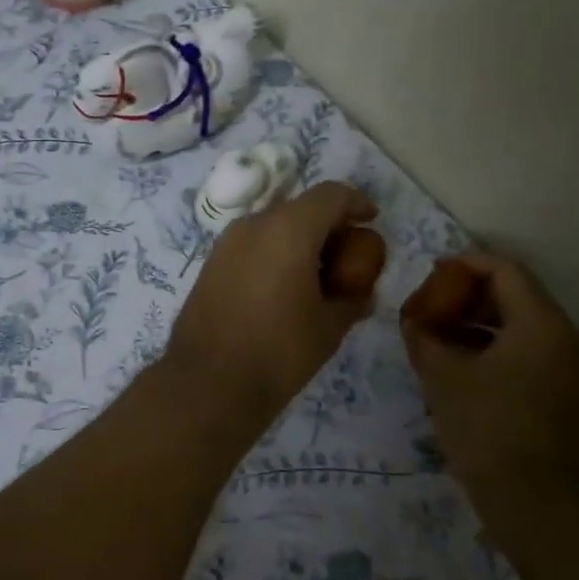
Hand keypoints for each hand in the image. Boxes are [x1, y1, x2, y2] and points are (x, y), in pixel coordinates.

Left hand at [165, 182, 383, 419]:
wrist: (207, 384)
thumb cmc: (278, 352)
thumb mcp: (329, 327)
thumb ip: (351, 300)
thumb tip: (361, 294)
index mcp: (289, 229)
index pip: (331, 195)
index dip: (356, 203)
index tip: (371, 221)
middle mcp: (254, 225)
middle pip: (300, 208)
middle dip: (328, 226)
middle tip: (347, 257)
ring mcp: (226, 243)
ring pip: (273, 226)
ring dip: (299, 241)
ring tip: (316, 278)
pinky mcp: (210, 265)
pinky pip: (251, 246)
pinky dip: (274, 254)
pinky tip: (283, 290)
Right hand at [401, 253, 578, 500]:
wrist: (541, 505)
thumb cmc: (490, 431)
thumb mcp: (444, 379)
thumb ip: (424, 338)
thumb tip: (413, 320)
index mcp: (540, 323)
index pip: (504, 270)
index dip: (466, 264)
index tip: (434, 274)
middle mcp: (564, 336)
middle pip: (516, 295)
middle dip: (470, 295)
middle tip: (433, 306)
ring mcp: (570, 367)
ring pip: (522, 326)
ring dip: (481, 323)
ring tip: (440, 336)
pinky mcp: (566, 394)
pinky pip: (529, 353)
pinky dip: (496, 348)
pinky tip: (463, 367)